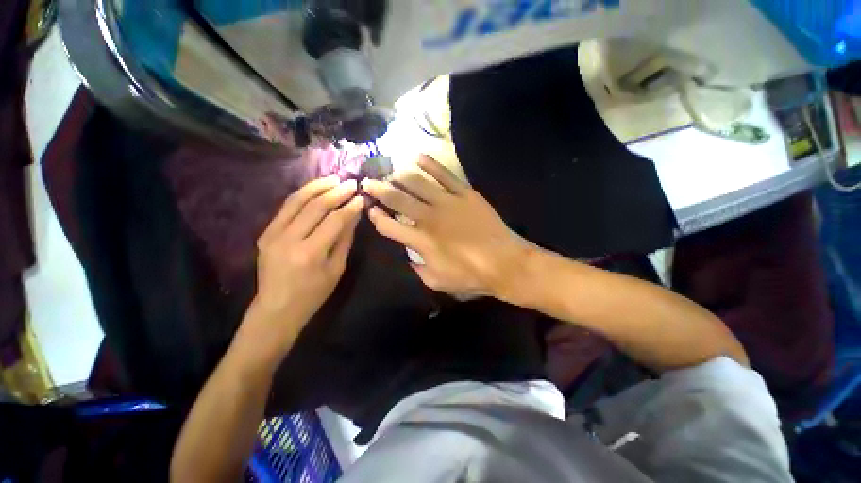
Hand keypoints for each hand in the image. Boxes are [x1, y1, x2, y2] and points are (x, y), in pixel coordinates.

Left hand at [243, 176, 362, 353]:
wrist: (276, 308)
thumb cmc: (314, 294)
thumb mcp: (336, 268)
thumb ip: (345, 239)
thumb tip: (354, 214)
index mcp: (310, 253)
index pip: (334, 221)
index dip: (350, 207)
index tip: (362, 197)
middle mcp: (288, 239)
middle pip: (316, 206)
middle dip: (336, 192)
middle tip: (351, 183)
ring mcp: (273, 234)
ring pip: (297, 200)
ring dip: (318, 186)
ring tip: (334, 178)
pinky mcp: (265, 232)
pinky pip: (286, 207)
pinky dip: (302, 195)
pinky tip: (316, 189)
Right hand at [361, 155, 530, 300]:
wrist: (505, 263)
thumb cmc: (471, 276)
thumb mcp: (438, 282)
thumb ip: (418, 268)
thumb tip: (408, 255)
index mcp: (421, 241)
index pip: (389, 226)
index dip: (376, 217)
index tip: (369, 209)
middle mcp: (429, 218)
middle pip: (397, 199)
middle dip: (378, 190)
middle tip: (367, 182)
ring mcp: (448, 203)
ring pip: (417, 182)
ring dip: (399, 175)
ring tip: (389, 171)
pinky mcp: (465, 194)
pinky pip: (445, 174)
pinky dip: (430, 164)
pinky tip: (418, 156)